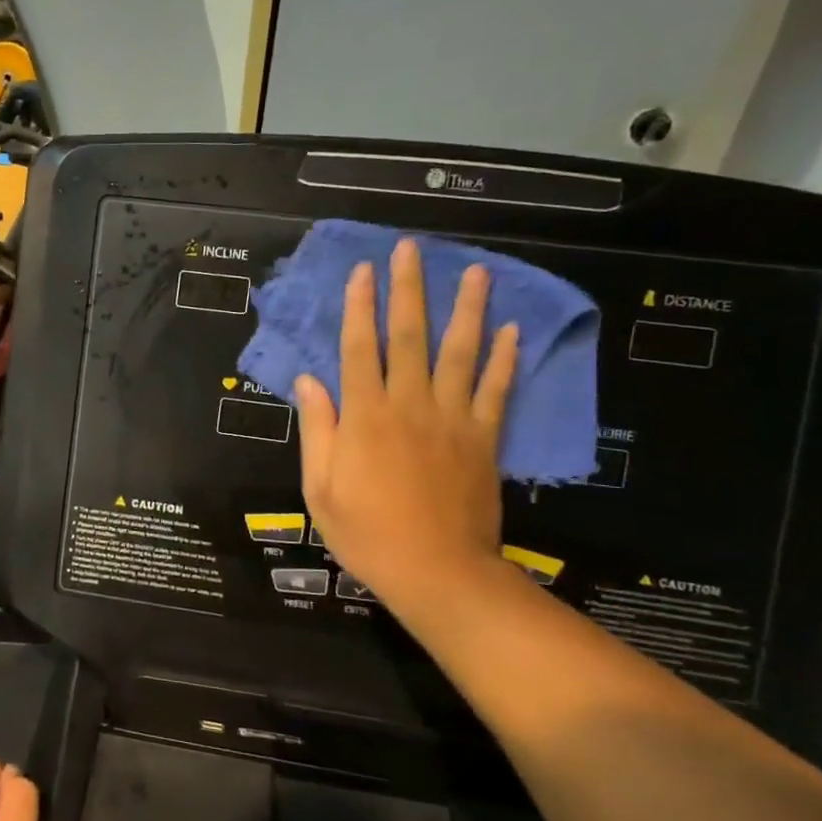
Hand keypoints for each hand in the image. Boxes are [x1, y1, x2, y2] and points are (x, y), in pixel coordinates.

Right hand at [296, 240, 520, 612]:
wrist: (436, 572)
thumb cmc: (367, 533)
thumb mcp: (320, 488)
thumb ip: (318, 429)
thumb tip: (310, 380)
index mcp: (365, 416)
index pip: (359, 348)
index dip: (360, 306)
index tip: (363, 270)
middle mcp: (409, 405)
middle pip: (409, 336)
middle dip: (409, 289)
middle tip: (412, 248)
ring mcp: (452, 420)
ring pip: (460, 353)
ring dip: (468, 309)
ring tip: (476, 272)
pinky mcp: (484, 439)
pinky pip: (496, 392)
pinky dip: (505, 360)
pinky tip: (512, 331)